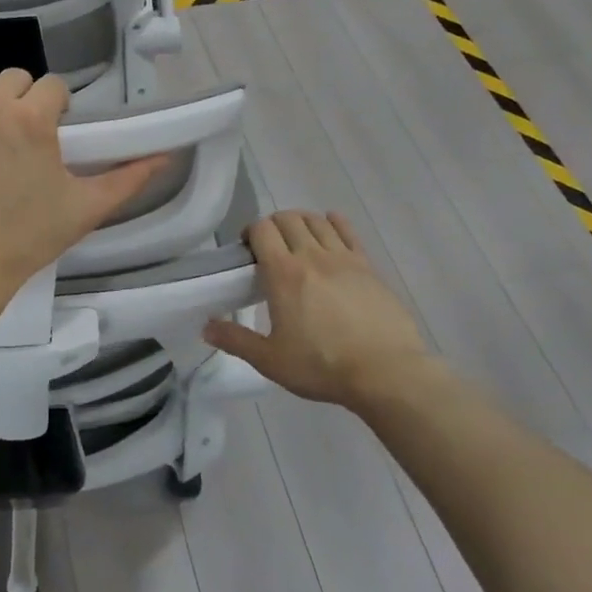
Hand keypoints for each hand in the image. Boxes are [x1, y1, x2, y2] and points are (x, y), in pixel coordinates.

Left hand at [0, 71, 165, 302]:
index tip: (48, 138)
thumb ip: (128, 178)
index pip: (52, 87)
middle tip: (16, 144)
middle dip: (21, 104)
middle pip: (13, 79)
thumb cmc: (26, 239)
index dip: (55, 111)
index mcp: (31, 117)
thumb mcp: (85, 208)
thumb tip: (165, 156)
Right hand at [203, 211, 439, 411]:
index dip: (250, 232)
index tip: (247, 251)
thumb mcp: (270, 360)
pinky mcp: (368, 266)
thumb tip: (206, 327)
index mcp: (283, 274)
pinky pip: (348, 231)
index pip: (262, 229)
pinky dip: (334, 222)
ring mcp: (344, 258)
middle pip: (288, 218)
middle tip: (270, 249)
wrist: (386, 372)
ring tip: (297, 241)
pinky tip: (330, 228)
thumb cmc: (322, 366)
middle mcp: (311, 256)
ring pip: (317, 220)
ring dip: (301, 222)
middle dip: (273, 226)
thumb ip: (236, 340)